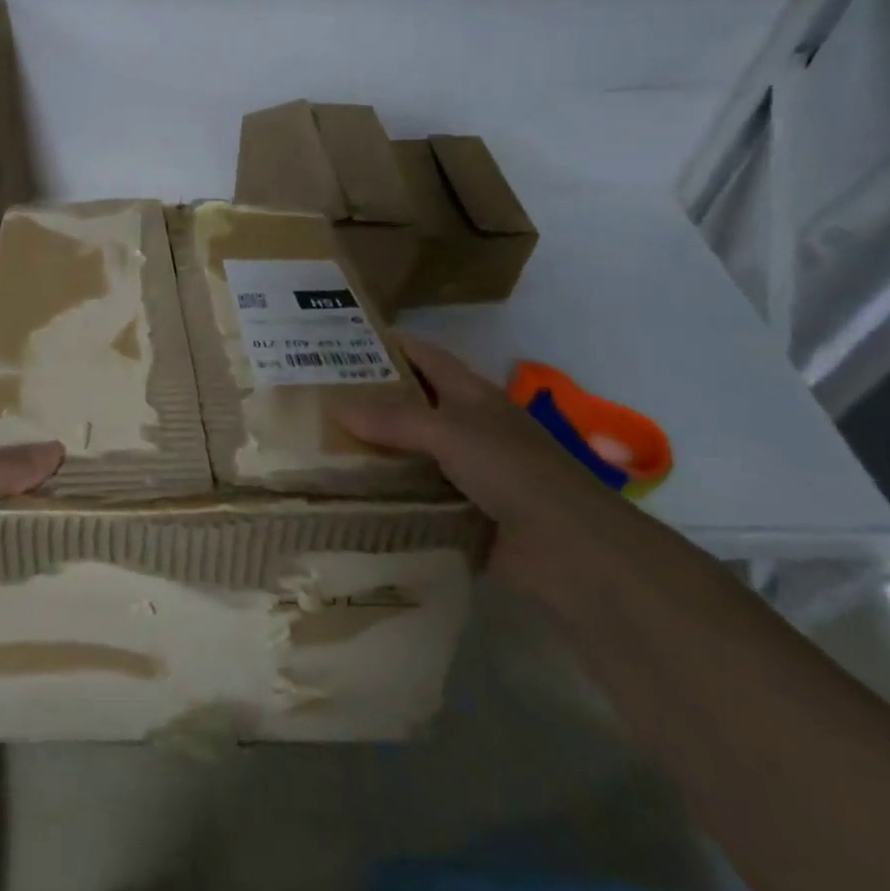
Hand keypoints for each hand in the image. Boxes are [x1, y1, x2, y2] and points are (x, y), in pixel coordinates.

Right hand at [333, 331, 627, 589]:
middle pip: (413, 405)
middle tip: (318, 399)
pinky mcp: (464, 513)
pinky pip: (417, 497)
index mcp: (472, 396)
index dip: (390, 344)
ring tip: (321, 448)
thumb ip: (395, 420)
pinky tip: (351, 498)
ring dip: (376, 452)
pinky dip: (389, 496)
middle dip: (371, 401)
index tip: (343, 340)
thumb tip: (336, 407)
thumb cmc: (514, 471)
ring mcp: (468, 473)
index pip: (426, 357)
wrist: (571, 550)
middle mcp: (469, 428)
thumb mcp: (451, 433)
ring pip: (412, 453)